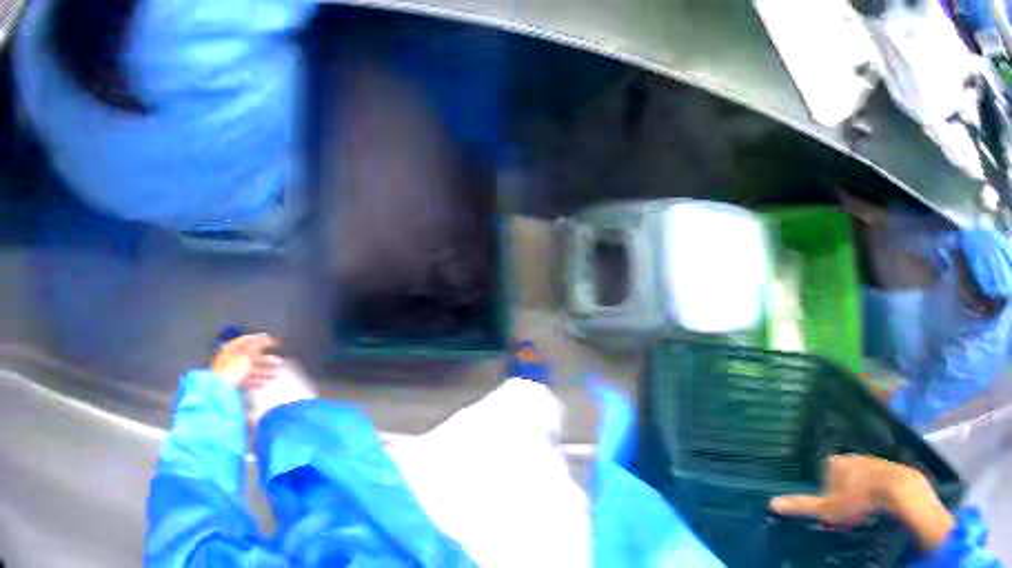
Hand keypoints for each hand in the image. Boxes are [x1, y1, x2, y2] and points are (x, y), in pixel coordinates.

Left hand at [210, 334, 281, 388]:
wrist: (221, 390)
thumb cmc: (232, 369)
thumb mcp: (246, 355)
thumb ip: (256, 346)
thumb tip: (265, 337)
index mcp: (232, 347)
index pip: (248, 340)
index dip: (261, 340)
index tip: (274, 342)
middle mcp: (232, 357)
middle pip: (251, 356)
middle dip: (266, 359)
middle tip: (279, 361)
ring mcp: (233, 371)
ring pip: (251, 369)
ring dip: (265, 371)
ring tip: (277, 374)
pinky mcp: (235, 384)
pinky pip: (249, 380)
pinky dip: (258, 380)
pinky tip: (267, 383)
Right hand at [770, 455, 922, 527]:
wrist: (894, 489)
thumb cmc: (856, 499)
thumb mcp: (825, 509)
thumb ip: (800, 506)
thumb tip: (771, 502)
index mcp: (835, 462)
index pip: (819, 471)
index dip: (818, 488)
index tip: (821, 505)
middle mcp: (851, 456)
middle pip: (836, 474)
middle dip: (835, 490)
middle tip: (836, 511)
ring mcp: (868, 459)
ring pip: (853, 476)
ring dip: (851, 491)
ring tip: (852, 510)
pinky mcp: (882, 465)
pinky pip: (867, 478)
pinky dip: (864, 490)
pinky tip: (867, 503)